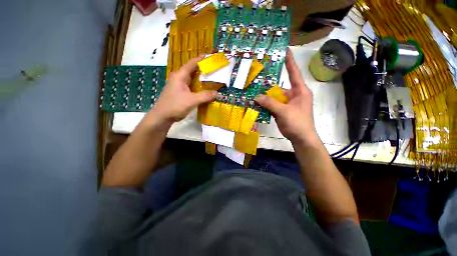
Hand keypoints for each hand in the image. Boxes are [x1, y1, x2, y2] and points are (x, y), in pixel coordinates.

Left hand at [146, 56, 216, 125]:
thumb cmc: (175, 106)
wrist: (162, 116)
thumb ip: (205, 96)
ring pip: (192, 79)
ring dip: (201, 78)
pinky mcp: (180, 92)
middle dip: (203, 69)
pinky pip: (191, 86)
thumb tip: (217, 93)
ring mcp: (179, 85)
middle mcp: (179, 78)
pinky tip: (205, 89)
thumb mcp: (192, 101)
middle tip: (215, 69)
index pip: (192, 63)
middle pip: (193, 70)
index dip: (202, 59)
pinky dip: (198, 86)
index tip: (212, 56)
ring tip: (212, 78)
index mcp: (180, 76)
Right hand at [255, 49, 317, 143]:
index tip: (285, 50)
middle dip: (269, 86)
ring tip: (254, 93)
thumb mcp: (283, 111)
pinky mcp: (283, 110)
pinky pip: (273, 105)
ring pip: (275, 97)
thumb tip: (256, 97)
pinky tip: (258, 104)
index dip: (289, 62)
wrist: (301, 138)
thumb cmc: (297, 122)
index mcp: (300, 91)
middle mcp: (294, 95)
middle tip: (257, 80)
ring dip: (266, 97)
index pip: (294, 73)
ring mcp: (288, 103)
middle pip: (280, 87)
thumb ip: (270, 103)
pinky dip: (266, 105)